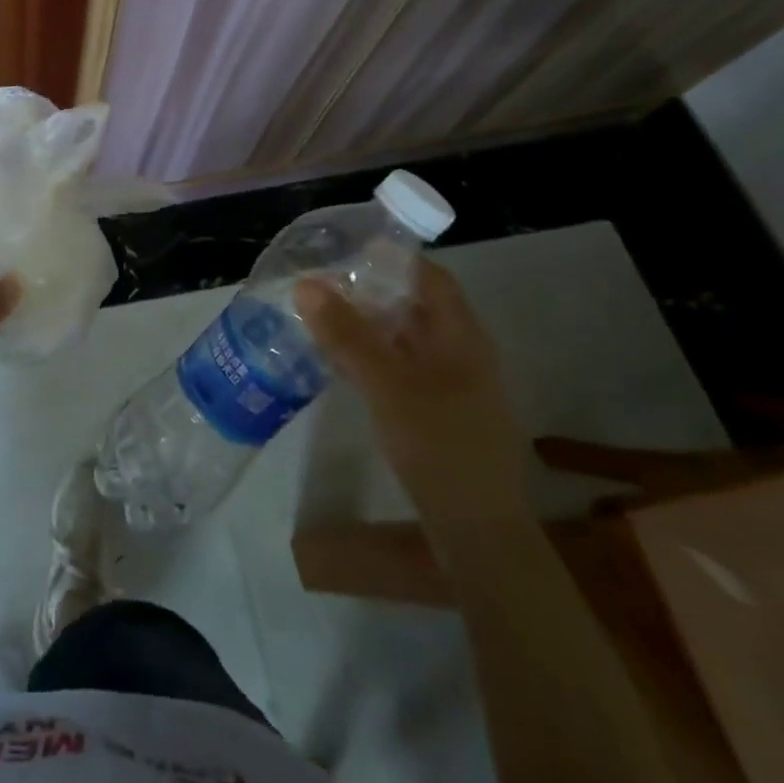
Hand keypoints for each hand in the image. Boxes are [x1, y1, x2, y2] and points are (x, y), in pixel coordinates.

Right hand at [295, 260, 530, 530]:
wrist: (478, 532)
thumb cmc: (439, 446)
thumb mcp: (387, 385)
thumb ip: (347, 335)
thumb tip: (306, 284)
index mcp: (462, 337)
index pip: (431, 278)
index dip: (393, 258)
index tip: (348, 249)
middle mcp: (462, 354)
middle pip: (415, 306)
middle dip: (371, 291)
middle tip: (321, 283)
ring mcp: (452, 386)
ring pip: (406, 340)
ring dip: (368, 325)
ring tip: (321, 316)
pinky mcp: (437, 413)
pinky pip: (401, 369)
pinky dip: (372, 357)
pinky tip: (341, 362)